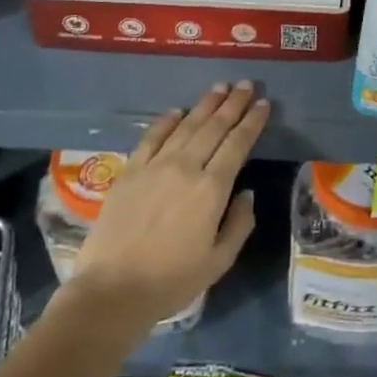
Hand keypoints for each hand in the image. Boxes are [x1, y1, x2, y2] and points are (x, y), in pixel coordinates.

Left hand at [66, 82, 264, 329]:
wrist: (112, 291)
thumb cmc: (171, 280)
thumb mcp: (219, 261)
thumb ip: (239, 223)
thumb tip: (246, 193)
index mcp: (211, 189)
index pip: (238, 144)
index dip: (252, 122)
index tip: (264, 104)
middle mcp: (185, 168)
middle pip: (214, 127)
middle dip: (233, 104)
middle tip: (246, 85)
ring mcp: (155, 166)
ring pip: (186, 126)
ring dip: (205, 105)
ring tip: (220, 88)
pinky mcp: (130, 171)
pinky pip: (151, 137)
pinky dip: (167, 121)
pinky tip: (177, 110)